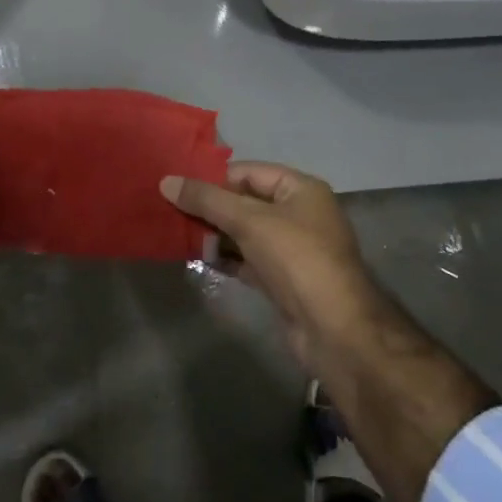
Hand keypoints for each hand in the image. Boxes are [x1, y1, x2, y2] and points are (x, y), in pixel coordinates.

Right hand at [161, 162, 379, 367]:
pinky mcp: (283, 280)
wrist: (334, 329)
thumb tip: (167, 181)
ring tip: (178, 233)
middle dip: (211, 207)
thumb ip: (207, 200)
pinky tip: (199, 258)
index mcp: (301, 189)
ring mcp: (292, 249)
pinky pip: (249, 259)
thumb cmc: (296, 258)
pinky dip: (226, 258)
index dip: (214, 178)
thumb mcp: (249, 221)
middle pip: (246, 202)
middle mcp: (300, 214)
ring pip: (246, 233)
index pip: (249, 172)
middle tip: (171, 210)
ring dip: (215, 234)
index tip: (178, 186)